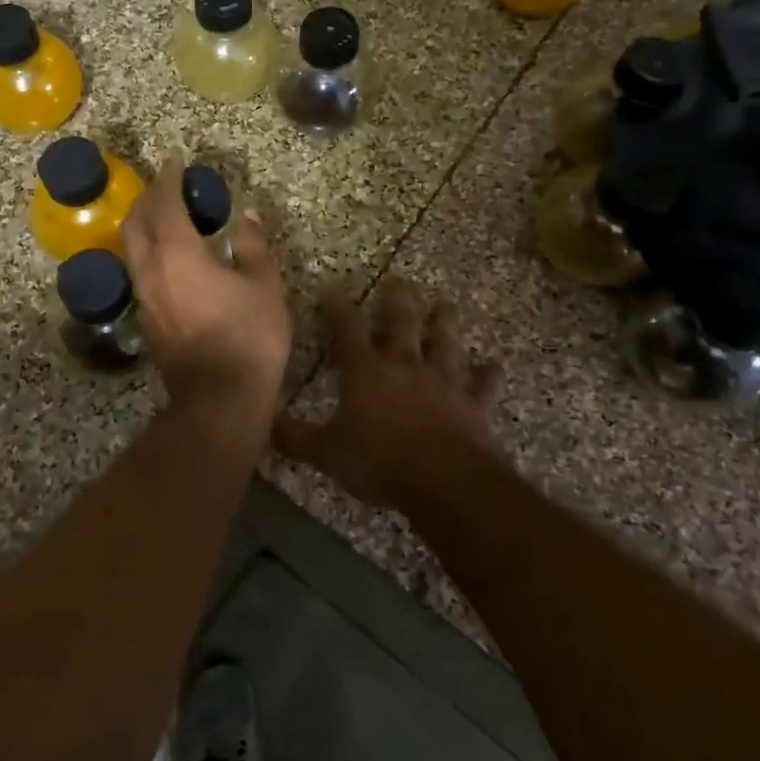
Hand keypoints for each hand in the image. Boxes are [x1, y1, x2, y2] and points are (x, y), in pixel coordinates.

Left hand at [121, 157, 291, 420]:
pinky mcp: (146, 320)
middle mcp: (152, 270)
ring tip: (165, 218)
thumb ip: (253, 246)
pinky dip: (148, 252)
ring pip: (132, 249)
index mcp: (178, 254)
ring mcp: (144, 297)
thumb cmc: (248, 336)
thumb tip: (248, 217)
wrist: (219, 398)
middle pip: (136, 224)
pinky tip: (169, 258)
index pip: (165, 205)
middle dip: (148, 199)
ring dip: (143, 226)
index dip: (169, 179)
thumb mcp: (264, 285)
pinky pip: (139, 272)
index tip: (174, 161)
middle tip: (166, 187)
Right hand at [276, 279, 501, 509]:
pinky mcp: (472, 403)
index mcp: (366, 370)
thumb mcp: (327, 453)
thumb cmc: (379, 460)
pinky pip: (482, 383)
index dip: (337, 306)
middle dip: (398, 298)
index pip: (346, 328)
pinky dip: (488, 373)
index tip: (332, 288)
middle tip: (399, 280)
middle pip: (402, 321)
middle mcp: (405, 364)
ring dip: (446, 322)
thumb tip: (265, 424)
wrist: (443, 480)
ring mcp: (443, 380)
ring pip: (445, 341)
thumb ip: (295, 438)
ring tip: (446, 303)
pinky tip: (494, 365)